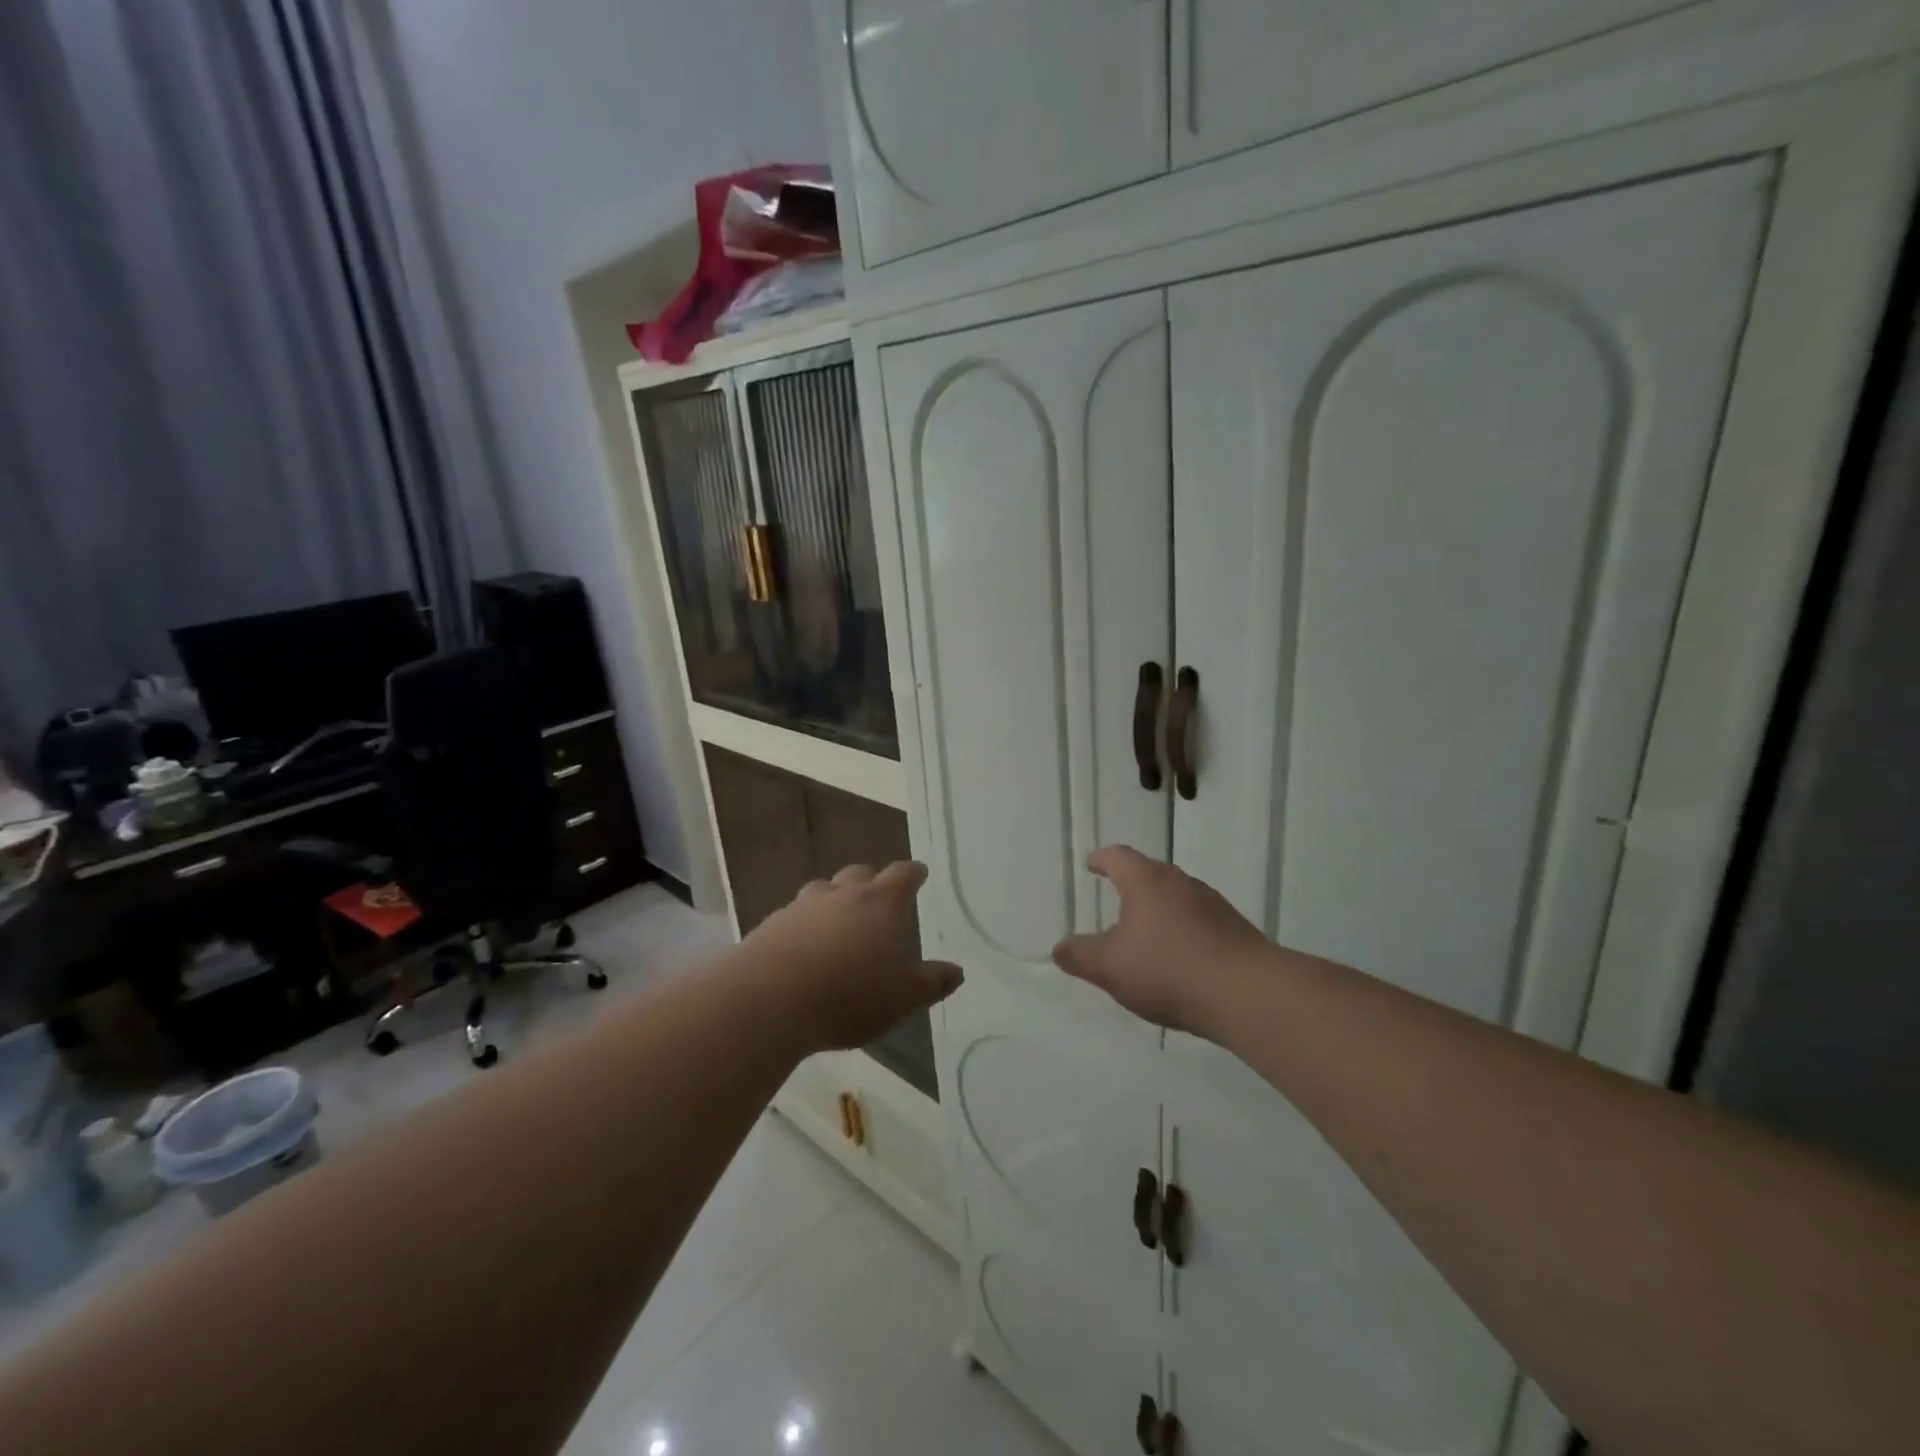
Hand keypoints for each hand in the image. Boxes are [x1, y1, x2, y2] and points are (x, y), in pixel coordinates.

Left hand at [743, 861, 962, 1052]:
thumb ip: (932, 982)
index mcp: (882, 903)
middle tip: (878, 900)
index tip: (918, 874)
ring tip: (838, 922)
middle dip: (872, 882)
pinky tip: (804, 948)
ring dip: (834, 900)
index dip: (913, 874)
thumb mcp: (904, 997)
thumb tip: (956, 971)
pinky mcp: (772, 924)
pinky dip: (805, 924)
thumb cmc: (851, 994)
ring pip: (823, 890)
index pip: (903, 874)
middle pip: (860, 874)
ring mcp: (804, 906)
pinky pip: (795, 916)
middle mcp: (843, 893)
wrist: (771, 999)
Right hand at [1052, 846, 1271, 1034]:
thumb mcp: (1109, 967)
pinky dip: (1183, 931)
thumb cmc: (1167, 969)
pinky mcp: (1235, 931)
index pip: (1119, 857)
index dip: (1102, 859)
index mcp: (1146, 881)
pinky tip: (1179, 959)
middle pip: (1151, 873)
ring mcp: (1213, 905)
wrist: (1247, 994)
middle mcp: (1181, 883)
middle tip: (1116, 895)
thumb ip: (1079, 956)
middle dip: (1132, 884)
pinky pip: (1199, 922)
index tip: (1092, 863)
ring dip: (1160, 909)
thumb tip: (1060, 948)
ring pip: (1178, 897)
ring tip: (1146, 932)